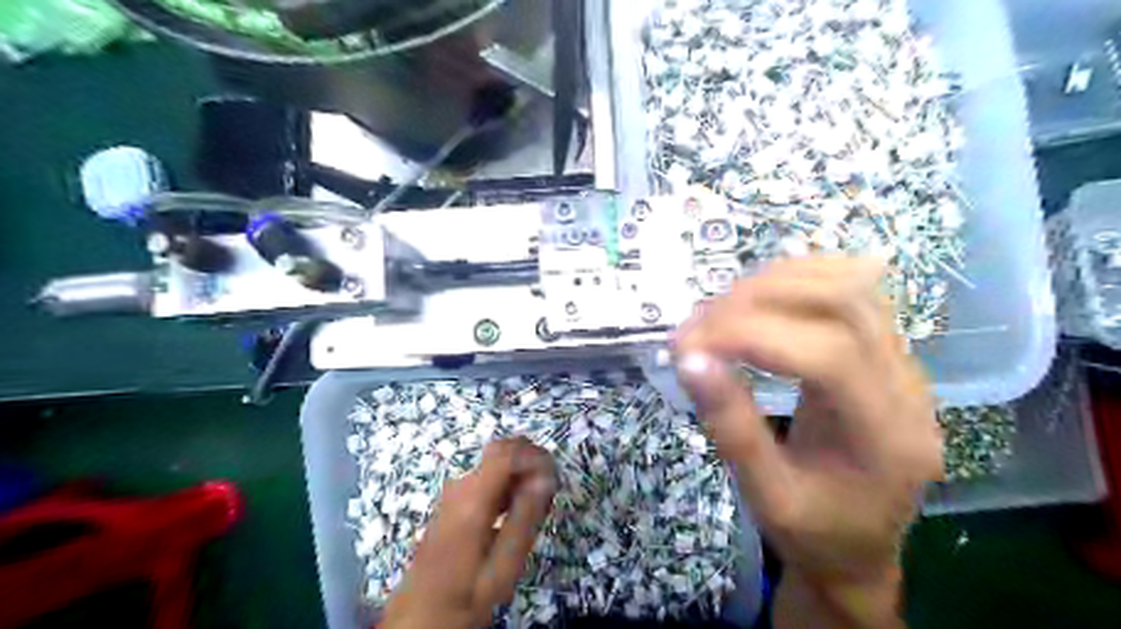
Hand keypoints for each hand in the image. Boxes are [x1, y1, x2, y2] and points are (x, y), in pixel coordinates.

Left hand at [382, 441, 556, 627]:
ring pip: (496, 463)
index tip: (556, 478)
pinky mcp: (455, 501)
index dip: (536, 456)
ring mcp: (455, 492)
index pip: (507, 452)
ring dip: (522, 473)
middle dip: (531, 461)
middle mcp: (461, 485)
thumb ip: (525, 518)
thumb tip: (546, 478)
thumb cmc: (465, 595)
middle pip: (501, 450)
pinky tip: (518, 510)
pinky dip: (509, 484)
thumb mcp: (502, 567)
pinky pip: (488, 478)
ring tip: (539, 504)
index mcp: (472, 499)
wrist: (419, 616)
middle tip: (550, 491)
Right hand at [673, 255, 943, 628]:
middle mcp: (908, 388)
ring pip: (849, 284)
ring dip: (774, 283)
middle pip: (843, 303)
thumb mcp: (765, 495)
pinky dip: (798, 278)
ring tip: (720, 310)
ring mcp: (905, 363)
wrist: (861, 547)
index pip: (827, 356)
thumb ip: (730, 426)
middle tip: (697, 325)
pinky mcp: (886, 352)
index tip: (688, 345)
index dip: (751, 336)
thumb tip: (689, 359)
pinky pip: (850, 291)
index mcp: (886, 440)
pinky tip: (760, 295)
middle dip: (756, 301)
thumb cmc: (813, 532)